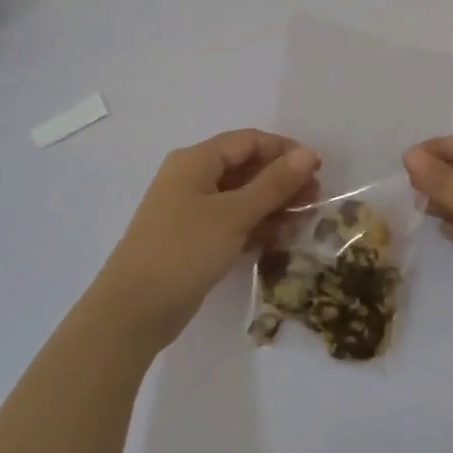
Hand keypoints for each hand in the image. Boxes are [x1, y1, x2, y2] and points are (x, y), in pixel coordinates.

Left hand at [95, 130, 319, 352]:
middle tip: (315, 199)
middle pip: (246, 167)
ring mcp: (191, 210)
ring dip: (272, 205)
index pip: (249, 141)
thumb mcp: (234, 215)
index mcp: (196, 160)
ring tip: (304, 220)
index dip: (285, 150)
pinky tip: (279, 239)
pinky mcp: (193, 239)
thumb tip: (308, 154)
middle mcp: (192, 178)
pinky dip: (255, 225)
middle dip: (282, 180)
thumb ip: (273, 184)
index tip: (318, 169)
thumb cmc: (184, 251)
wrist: (133, 311)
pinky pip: (231, 221)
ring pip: (241, 196)